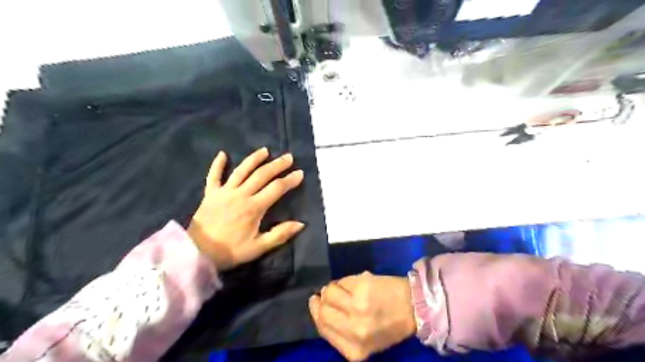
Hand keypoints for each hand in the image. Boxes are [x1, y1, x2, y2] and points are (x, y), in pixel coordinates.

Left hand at [189, 146, 305, 269]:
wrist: (198, 253)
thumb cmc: (231, 251)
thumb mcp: (259, 247)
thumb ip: (280, 234)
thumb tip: (301, 224)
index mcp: (254, 207)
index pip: (276, 188)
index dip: (290, 180)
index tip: (300, 173)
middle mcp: (240, 194)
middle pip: (262, 174)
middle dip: (277, 165)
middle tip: (289, 157)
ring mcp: (224, 192)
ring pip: (242, 170)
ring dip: (254, 159)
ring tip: (265, 150)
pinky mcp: (210, 194)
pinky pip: (213, 175)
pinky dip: (217, 164)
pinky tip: (223, 154)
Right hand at [309, 272, 417, 359]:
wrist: (414, 306)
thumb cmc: (390, 324)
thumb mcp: (365, 340)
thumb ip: (342, 330)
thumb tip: (322, 306)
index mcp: (354, 350)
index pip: (323, 329)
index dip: (316, 313)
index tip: (314, 302)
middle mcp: (353, 330)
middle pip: (322, 311)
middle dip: (320, 300)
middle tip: (324, 293)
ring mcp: (357, 307)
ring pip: (329, 293)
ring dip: (333, 288)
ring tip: (344, 288)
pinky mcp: (362, 287)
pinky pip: (342, 281)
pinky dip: (345, 280)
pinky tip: (356, 282)